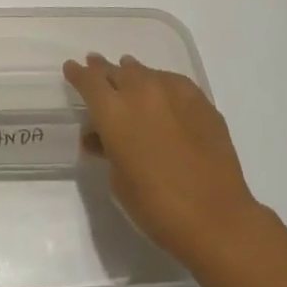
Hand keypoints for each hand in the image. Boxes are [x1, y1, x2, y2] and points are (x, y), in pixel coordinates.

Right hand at [63, 52, 262, 275]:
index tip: (71, 69)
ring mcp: (173, 93)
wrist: (215, 218)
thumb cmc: (155, 205)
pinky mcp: (200, 101)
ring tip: (128, 76)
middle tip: (96, 68)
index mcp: (113, 111)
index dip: (77, 74)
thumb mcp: (117, 178)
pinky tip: (162, 94)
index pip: (88, 80)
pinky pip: (173, 82)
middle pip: (115, 70)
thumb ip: (105, 148)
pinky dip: (161, 83)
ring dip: (132, 74)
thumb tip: (98, 135)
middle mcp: (141, 92)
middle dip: (103, 70)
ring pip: (145, 72)